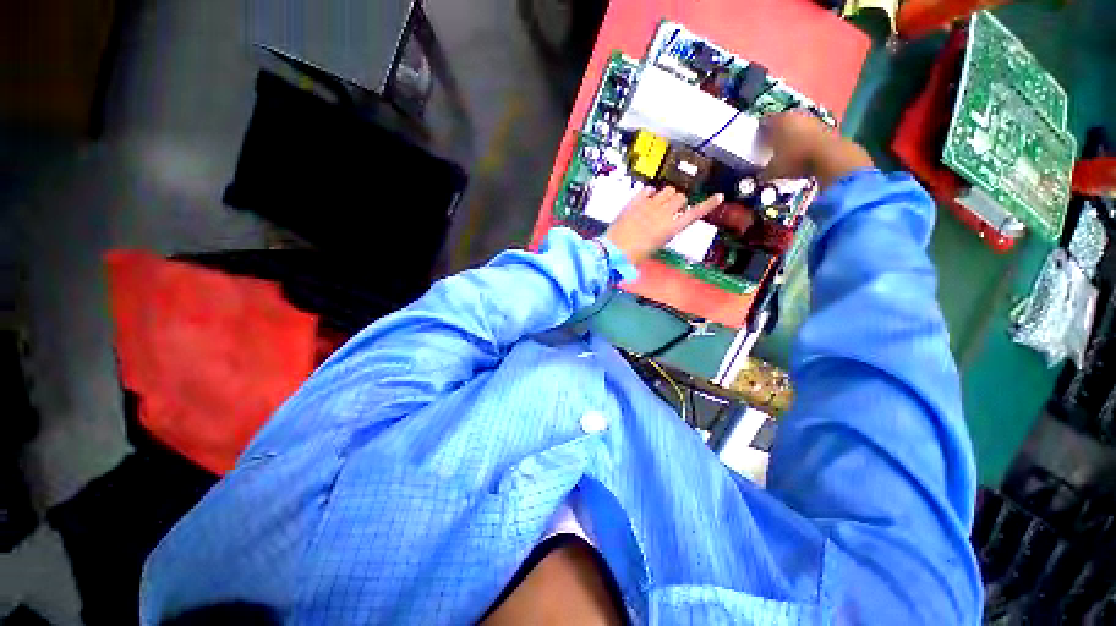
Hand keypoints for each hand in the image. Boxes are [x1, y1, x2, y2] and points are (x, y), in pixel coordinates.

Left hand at [604, 186, 723, 264]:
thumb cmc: (635, 256)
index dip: (707, 205)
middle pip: (680, 197)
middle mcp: (663, 214)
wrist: (613, 251)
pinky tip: (645, 200)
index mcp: (670, 229)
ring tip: (657, 204)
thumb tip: (667, 223)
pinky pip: (648, 189)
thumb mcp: (655, 247)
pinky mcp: (635, 201)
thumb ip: (664, 232)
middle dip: (678, 202)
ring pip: (667, 190)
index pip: (694, 213)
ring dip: (666, 195)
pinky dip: (649, 193)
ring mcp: (648, 205)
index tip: (719, 196)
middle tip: (669, 210)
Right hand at [760, 112, 872, 188]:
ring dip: (789, 136)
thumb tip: (759, 176)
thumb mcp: (773, 170)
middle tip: (769, 147)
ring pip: (795, 126)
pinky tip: (799, 152)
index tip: (756, 145)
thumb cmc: (795, 159)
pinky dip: (802, 140)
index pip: (762, 123)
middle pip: (780, 122)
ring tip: (784, 152)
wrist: (829, 156)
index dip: (758, 135)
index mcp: (777, 121)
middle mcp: (794, 115)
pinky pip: (807, 132)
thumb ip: (763, 172)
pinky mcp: (824, 126)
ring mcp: (810, 119)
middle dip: (774, 134)